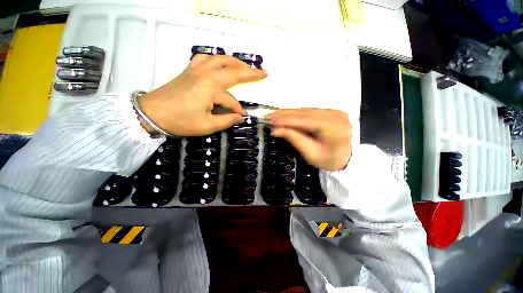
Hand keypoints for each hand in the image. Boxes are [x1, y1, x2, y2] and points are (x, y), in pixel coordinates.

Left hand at [139, 54, 266, 135]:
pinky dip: (217, 58)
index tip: (241, 117)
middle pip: (233, 70)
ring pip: (221, 59)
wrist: (152, 112)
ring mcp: (197, 69)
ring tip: (246, 66)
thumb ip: (227, 120)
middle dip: (250, 72)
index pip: (232, 101)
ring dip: (236, 61)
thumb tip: (240, 117)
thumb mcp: (207, 126)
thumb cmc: (180, 121)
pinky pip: (206, 58)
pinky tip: (220, 62)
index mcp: (211, 89)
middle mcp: (206, 74)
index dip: (238, 110)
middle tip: (263, 72)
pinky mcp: (189, 69)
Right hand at [268, 109, 351, 170]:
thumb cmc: (329, 160)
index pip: (304, 120)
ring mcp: (335, 111)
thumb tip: (275, 130)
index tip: (271, 120)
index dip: (286, 119)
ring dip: (290, 112)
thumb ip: (294, 139)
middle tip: (270, 115)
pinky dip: (298, 113)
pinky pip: (311, 111)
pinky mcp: (332, 112)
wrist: (348, 160)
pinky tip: (288, 114)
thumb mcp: (310, 153)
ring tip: (276, 114)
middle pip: (305, 112)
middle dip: (285, 114)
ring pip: (307, 110)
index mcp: (333, 127)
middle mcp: (335, 115)